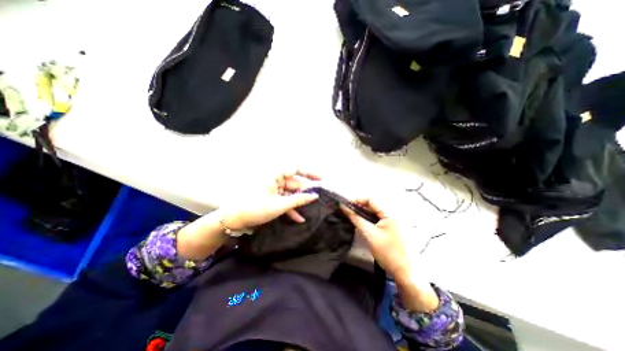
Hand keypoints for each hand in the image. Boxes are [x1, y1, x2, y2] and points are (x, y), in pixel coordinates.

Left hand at [177, 170, 318, 259]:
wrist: (233, 220)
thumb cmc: (256, 208)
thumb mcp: (280, 204)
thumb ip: (299, 199)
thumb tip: (314, 195)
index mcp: (275, 175)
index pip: (295, 169)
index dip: (309, 173)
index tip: (321, 179)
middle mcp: (275, 180)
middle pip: (294, 183)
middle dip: (305, 192)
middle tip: (317, 200)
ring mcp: (273, 190)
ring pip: (290, 193)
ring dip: (298, 202)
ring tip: (310, 210)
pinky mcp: (271, 198)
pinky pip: (284, 200)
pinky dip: (291, 208)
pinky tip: (299, 218)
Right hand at [341, 197, 437, 311]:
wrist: (408, 274)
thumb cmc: (388, 253)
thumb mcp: (369, 235)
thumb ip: (356, 219)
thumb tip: (344, 207)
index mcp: (391, 213)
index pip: (371, 199)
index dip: (357, 200)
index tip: (346, 205)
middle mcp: (396, 213)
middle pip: (375, 204)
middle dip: (361, 206)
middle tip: (349, 212)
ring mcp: (398, 220)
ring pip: (378, 211)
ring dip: (366, 212)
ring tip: (355, 217)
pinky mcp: (398, 227)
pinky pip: (382, 218)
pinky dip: (372, 218)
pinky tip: (366, 223)